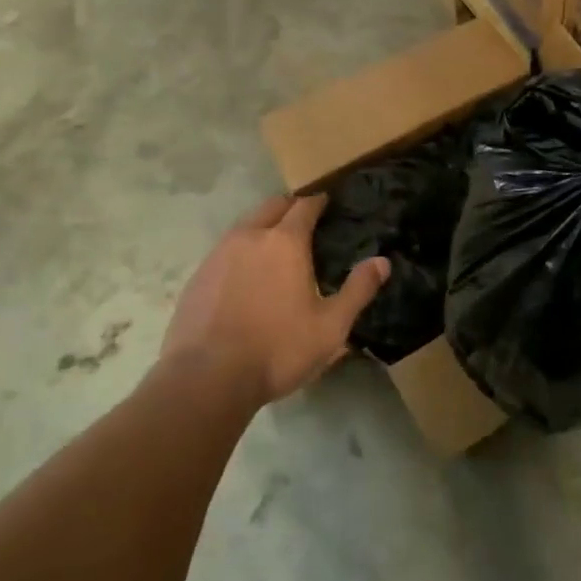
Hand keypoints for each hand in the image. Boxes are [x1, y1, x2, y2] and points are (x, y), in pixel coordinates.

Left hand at [160, 195, 388, 407]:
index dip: (318, 202)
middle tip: (304, 220)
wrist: (206, 378)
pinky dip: (241, 250)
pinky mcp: (198, 276)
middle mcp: (250, 237)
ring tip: (276, 247)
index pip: (304, 206)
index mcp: (285, 242)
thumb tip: (382, 262)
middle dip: (290, 207)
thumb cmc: (278, 349)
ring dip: (263, 226)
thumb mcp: (331, 326)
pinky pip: (225, 249)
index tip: (327, 203)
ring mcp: (219, 254)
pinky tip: (246, 274)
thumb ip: (358, 290)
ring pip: (245, 225)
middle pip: (272, 206)